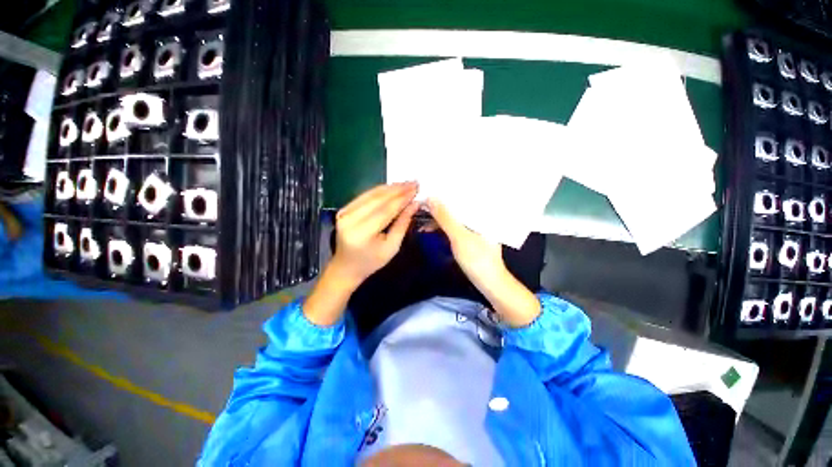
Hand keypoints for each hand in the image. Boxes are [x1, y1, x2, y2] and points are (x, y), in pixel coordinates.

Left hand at [331, 182, 419, 285]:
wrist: (346, 266)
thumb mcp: (392, 247)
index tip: (416, 190)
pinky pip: (364, 196)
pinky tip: (392, 187)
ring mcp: (344, 213)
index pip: (385, 210)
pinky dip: (379, 190)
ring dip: (390, 187)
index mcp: (362, 233)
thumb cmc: (371, 261)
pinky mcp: (344, 209)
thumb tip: (414, 204)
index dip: (402, 199)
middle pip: (377, 199)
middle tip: (414, 183)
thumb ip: (402, 224)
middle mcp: (350, 220)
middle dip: (398, 190)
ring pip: (370, 194)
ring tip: (406, 183)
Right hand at [425, 198, 505, 288]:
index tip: (429, 188)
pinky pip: (454, 226)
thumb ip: (445, 218)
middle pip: (457, 205)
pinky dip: (442, 227)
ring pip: (454, 216)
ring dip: (438, 217)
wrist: (489, 283)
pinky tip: (430, 228)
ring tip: (421, 217)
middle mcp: (480, 215)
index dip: (445, 191)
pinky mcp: (470, 235)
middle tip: (421, 203)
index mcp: (482, 212)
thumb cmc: (477, 259)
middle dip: (439, 205)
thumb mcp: (459, 237)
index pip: (463, 195)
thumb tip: (431, 198)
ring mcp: (474, 226)